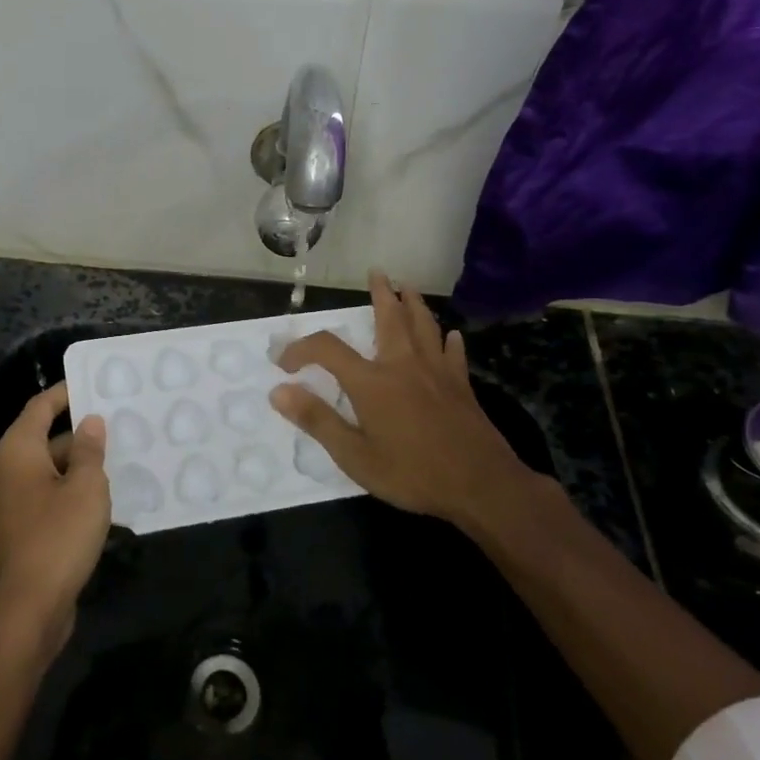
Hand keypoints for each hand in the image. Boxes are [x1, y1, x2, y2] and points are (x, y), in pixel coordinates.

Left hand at [0, 383, 110, 653]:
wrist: (27, 610)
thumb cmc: (58, 537)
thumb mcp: (87, 488)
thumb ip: (91, 450)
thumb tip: (90, 423)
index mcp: (16, 451)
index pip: (40, 406)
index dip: (66, 392)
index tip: (94, 383)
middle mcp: (6, 470)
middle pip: (45, 438)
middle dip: (80, 433)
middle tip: (119, 425)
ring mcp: (9, 502)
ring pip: (48, 469)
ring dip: (79, 465)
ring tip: (119, 458)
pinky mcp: (18, 528)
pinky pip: (47, 495)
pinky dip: (70, 489)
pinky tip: (103, 497)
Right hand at [270, 271, 547, 531]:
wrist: (481, 486)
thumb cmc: (412, 474)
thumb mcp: (354, 456)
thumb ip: (317, 420)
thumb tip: (279, 391)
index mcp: (372, 382)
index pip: (327, 349)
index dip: (301, 349)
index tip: (284, 362)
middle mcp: (403, 366)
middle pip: (389, 319)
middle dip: (381, 294)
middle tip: (377, 273)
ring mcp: (436, 373)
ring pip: (424, 327)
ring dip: (414, 304)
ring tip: (409, 287)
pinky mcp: (461, 387)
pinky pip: (453, 355)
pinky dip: (449, 342)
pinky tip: (452, 336)